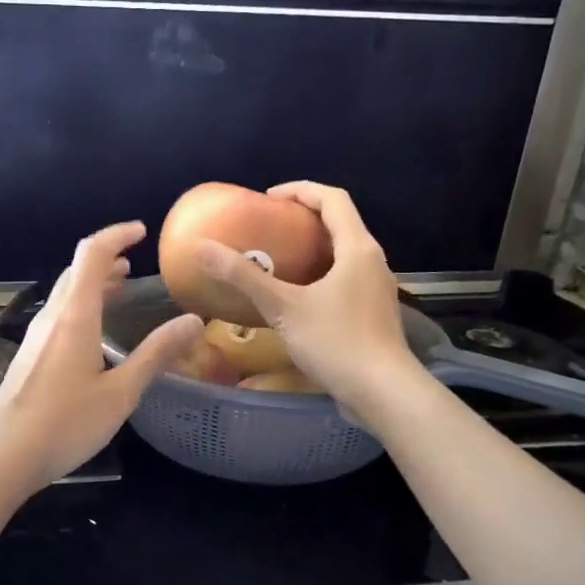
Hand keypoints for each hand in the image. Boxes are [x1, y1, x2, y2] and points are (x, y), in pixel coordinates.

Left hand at [0, 222, 202, 497]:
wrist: (4, 456)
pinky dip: (82, 307)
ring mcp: (35, 338)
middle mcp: (51, 318)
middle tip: (134, 264)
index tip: (142, 232)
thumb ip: (155, 354)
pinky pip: (58, 316)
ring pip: (65, 295)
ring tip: (120, 290)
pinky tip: (95, 333)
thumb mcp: (120, 393)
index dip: (116, 235)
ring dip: (92, 284)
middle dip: (106, 260)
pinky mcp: (29, 357)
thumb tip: (193, 320)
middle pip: (76, 271)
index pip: (92, 254)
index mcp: (74, 317)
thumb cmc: (66, 424)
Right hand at [192, 182, 416, 417]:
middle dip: (304, 220)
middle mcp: (373, 262)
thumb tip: (201, 247)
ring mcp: (376, 290)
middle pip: (340, 224)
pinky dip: (320, 277)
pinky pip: (344, 281)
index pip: (332, 199)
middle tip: (268, 228)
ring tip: (278, 261)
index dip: (300, 190)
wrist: (383, 393)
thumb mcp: (283, 307)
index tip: (268, 198)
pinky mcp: (373, 315)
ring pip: (343, 255)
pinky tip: (296, 300)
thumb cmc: (336, 342)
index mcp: (357, 248)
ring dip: (313, 250)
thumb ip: (243, 277)